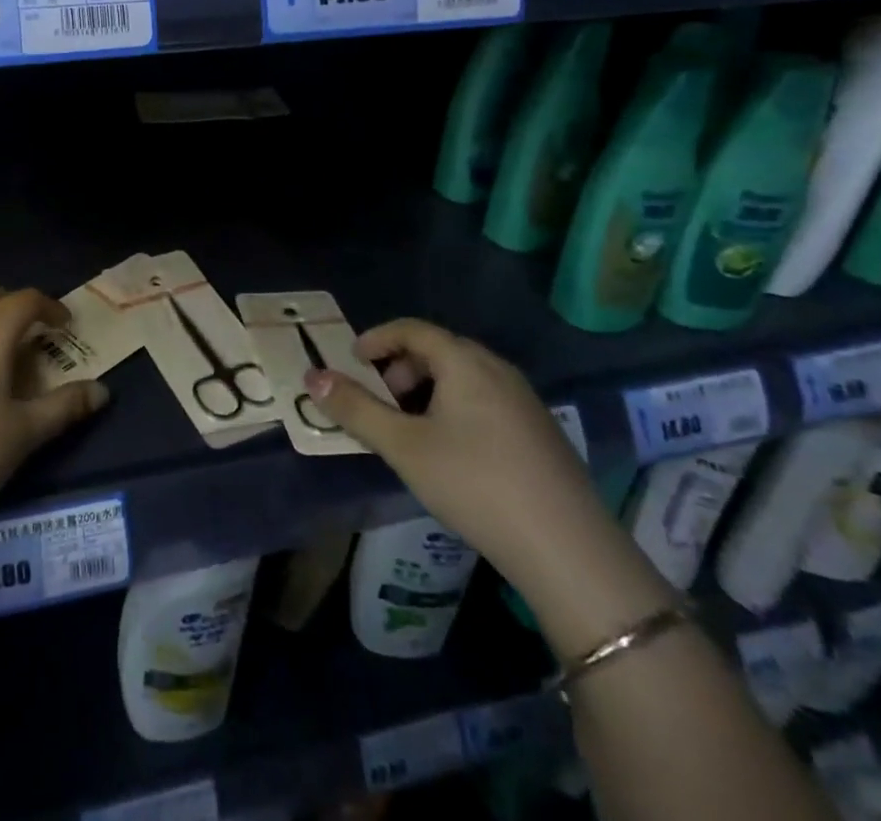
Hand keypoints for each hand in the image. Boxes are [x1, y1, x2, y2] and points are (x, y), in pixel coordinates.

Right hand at [302, 319, 656, 616]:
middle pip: (438, 350)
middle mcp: (498, 369)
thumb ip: (356, 409)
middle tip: (379, 401)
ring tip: (409, 430)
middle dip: (400, 368)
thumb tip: (312, 377)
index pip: (412, 329)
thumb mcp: (403, 446)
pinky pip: (485, 400)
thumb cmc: (475, 484)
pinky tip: (450, 452)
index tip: (352, 361)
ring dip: (427, 390)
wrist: (569, 550)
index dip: (377, 339)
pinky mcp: (541, 432)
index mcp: (465, 362)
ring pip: (463, 377)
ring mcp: (525, 401)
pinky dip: (454, 408)